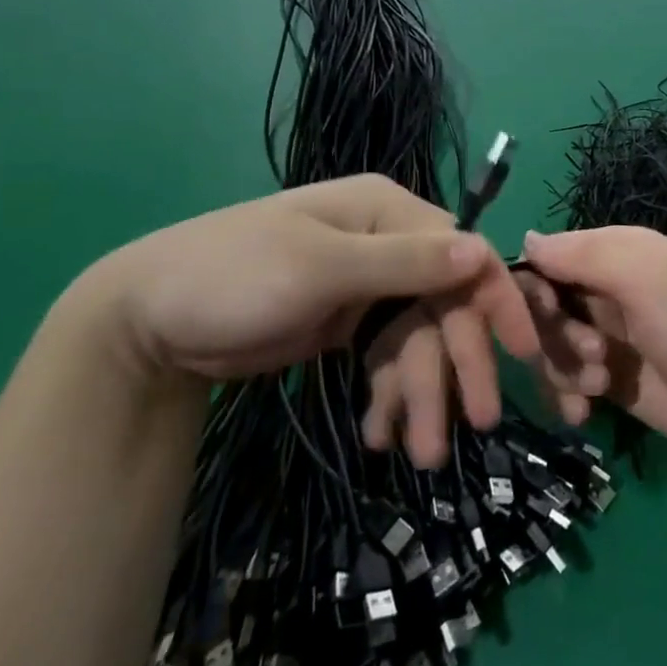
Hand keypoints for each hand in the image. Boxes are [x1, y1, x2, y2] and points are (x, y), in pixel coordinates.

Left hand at [87, 178, 539, 454]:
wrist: (144, 324)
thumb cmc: (234, 277)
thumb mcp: (320, 267)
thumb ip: (405, 262)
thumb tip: (482, 252)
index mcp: (387, 212)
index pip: (460, 253)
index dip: (494, 299)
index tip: (522, 351)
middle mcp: (389, 243)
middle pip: (443, 301)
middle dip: (457, 361)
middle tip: (479, 422)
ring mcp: (368, 285)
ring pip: (418, 337)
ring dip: (424, 391)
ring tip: (423, 453)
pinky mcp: (348, 323)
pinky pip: (388, 357)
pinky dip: (391, 394)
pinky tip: (380, 432)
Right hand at [512, 226, 666, 461]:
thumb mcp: (646, 276)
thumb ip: (585, 255)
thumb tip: (525, 239)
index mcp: (616, 253)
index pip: (549, 257)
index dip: (535, 286)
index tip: (546, 312)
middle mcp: (605, 289)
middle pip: (542, 305)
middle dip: (554, 333)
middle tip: (591, 351)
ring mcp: (604, 336)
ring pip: (547, 345)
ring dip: (562, 367)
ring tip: (599, 383)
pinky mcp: (605, 379)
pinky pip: (561, 380)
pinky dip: (565, 395)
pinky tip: (584, 413)